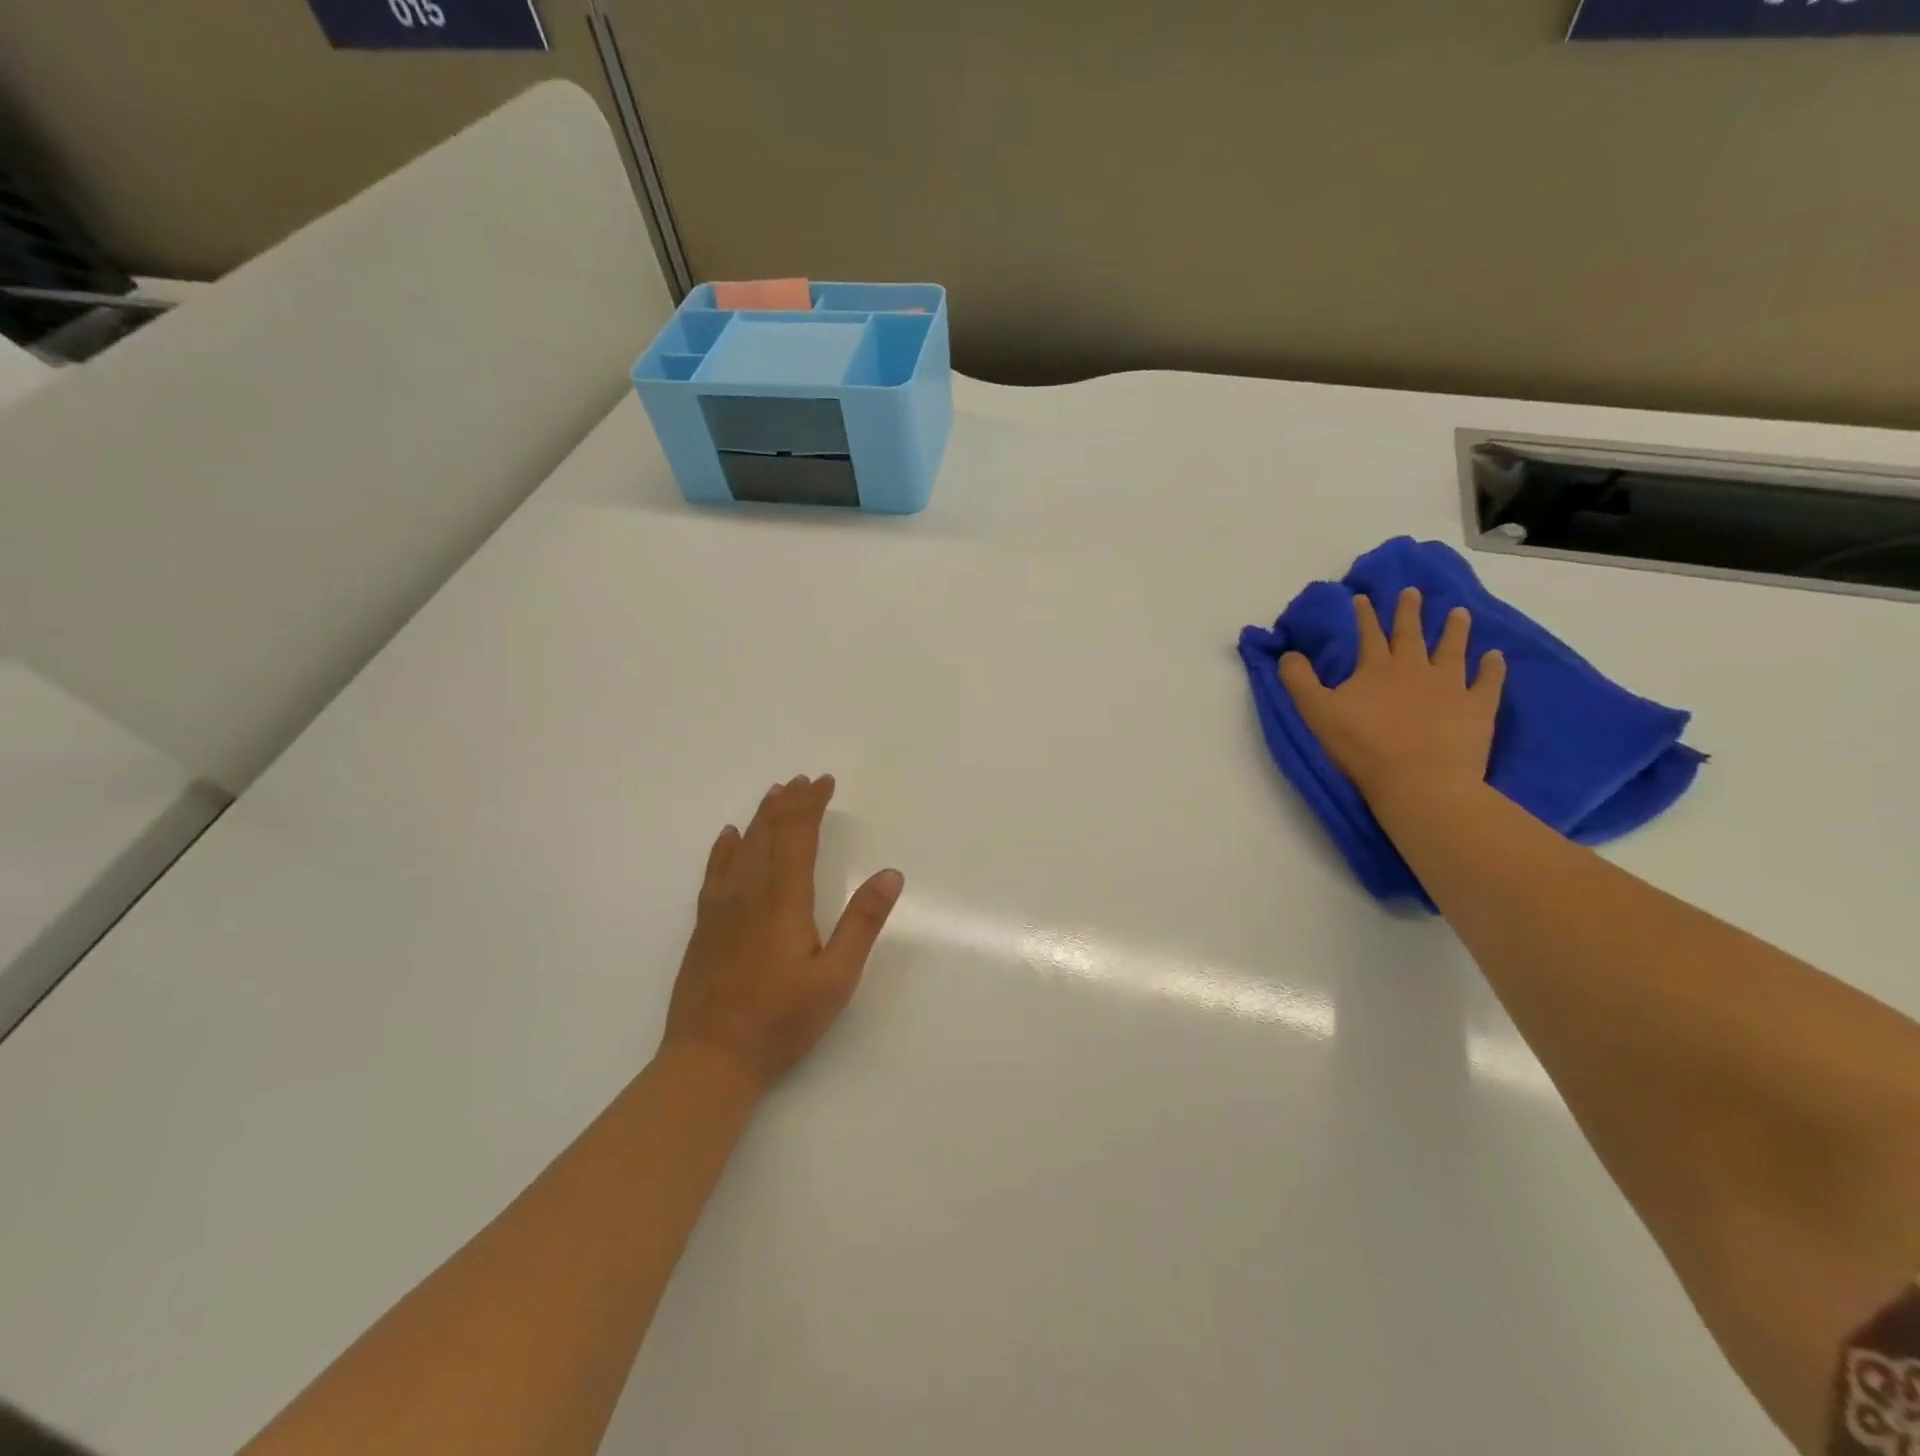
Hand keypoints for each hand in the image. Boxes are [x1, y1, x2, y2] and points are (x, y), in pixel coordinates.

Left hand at [661, 774, 904, 1092]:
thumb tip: (891, 874)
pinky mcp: (704, 926)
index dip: (811, 805)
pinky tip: (729, 836)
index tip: (824, 782)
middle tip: (803, 780)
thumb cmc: (781, 1020)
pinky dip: (724, 848)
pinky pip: (714, 872)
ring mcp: (721, 908)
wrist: (710, 1059)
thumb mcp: (836, 978)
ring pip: (743, 847)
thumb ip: (862, 923)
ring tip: (775, 794)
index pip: (798, 836)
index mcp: (785, 899)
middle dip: (789, 803)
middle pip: (770, 833)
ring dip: (761, 817)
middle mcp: (750, 892)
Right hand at [1278, 587, 1505, 805]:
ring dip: (1455, 629)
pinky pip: (1487, 681)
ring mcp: (1451, 685)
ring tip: (1458, 612)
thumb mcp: (1316, 712)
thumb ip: (1298, 680)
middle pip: (1411, 634)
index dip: (1364, 615)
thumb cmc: (1362, 746)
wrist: (1419, 779)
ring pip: (1453, 648)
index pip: (1368, 634)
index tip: (1362, 597)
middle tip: (1412, 592)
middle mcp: (1415, 667)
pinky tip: (1495, 657)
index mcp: (1376, 668)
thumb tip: (1287, 654)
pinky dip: (1492, 667)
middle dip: (1409, 612)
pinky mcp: (1477, 707)